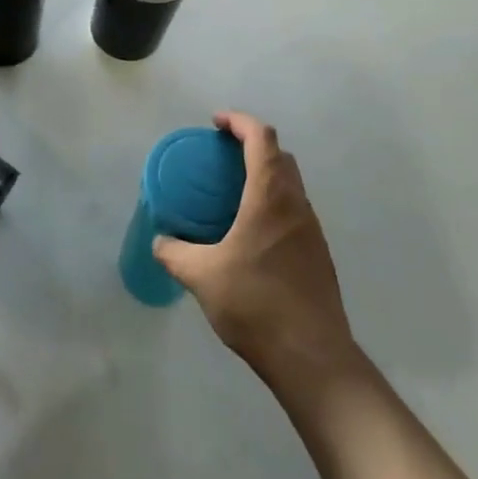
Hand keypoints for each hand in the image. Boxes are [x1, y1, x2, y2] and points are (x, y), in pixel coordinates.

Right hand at [153, 111, 360, 387]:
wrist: (312, 356)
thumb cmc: (256, 304)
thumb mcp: (203, 277)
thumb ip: (176, 254)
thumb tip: (159, 241)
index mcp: (270, 196)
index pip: (261, 137)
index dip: (239, 121)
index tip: (215, 123)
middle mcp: (296, 203)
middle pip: (279, 155)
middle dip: (251, 145)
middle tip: (221, 156)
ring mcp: (312, 229)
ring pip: (290, 184)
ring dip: (265, 175)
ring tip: (232, 193)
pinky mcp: (318, 254)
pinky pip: (294, 210)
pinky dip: (273, 203)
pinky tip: (251, 234)